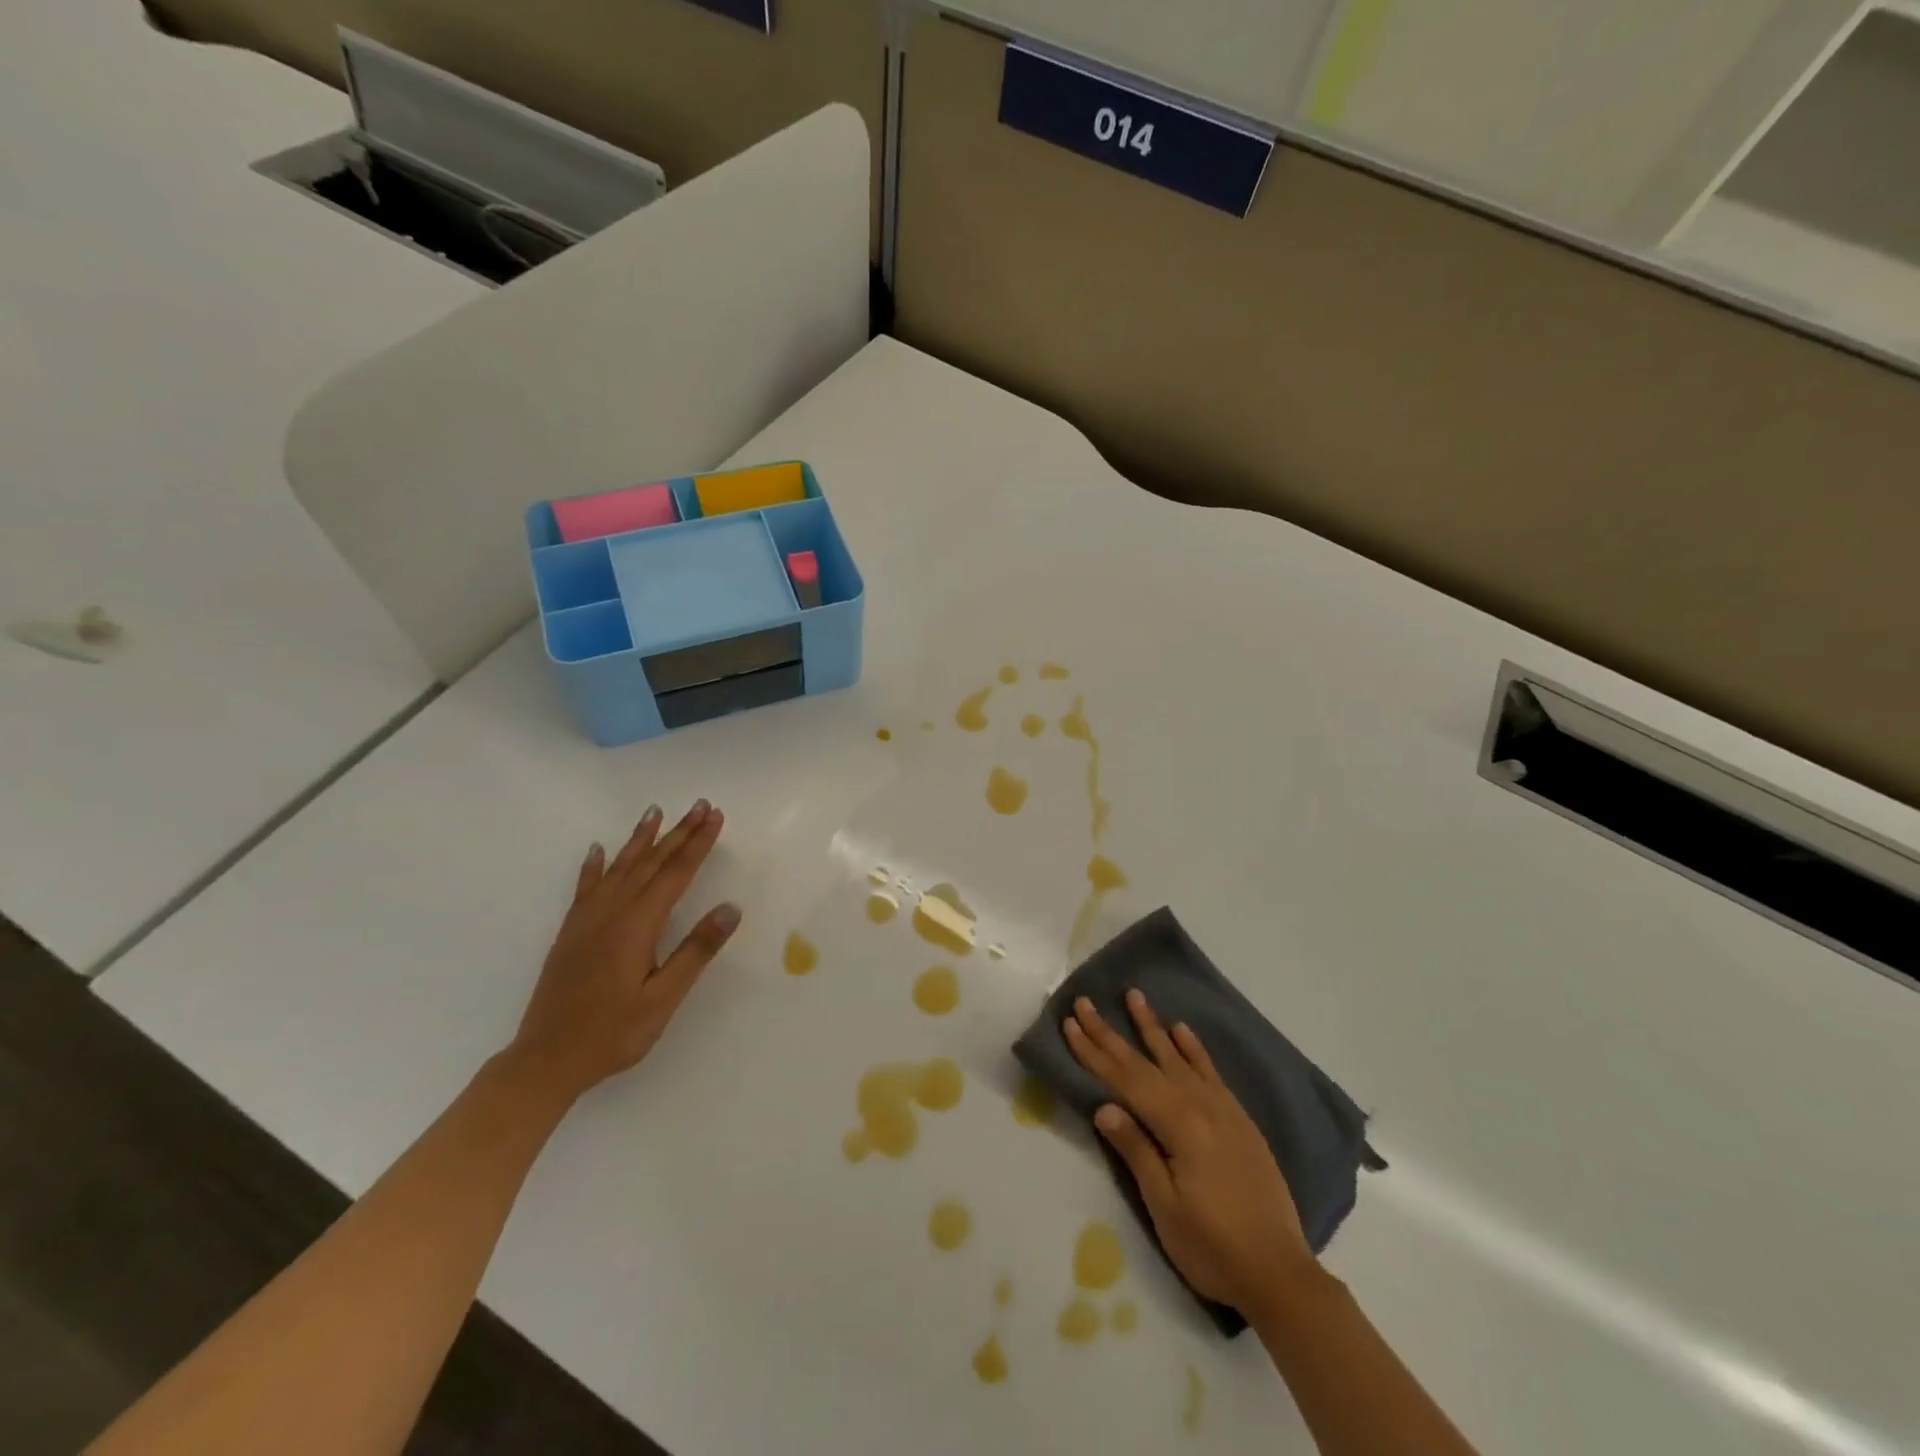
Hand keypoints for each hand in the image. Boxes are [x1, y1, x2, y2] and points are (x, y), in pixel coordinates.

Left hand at [509, 799, 739, 1102]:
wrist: (545, 1059)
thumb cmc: (612, 1032)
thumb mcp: (663, 998)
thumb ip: (696, 951)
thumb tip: (730, 908)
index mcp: (638, 925)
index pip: (676, 874)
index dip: (698, 844)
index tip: (715, 817)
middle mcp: (612, 912)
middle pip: (651, 862)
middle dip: (678, 832)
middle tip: (699, 805)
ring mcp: (587, 920)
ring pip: (620, 867)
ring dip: (641, 838)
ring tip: (655, 812)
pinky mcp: (571, 931)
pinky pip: (586, 887)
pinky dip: (595, 865)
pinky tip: (600, 850)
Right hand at [1064, 990, 1319, 1318]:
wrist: (1281, 1274)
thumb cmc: (1213, 1248)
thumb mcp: (1165, 1207)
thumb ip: (1136, 1151)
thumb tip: (1104, 1107)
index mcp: (1178, 1126)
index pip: (1125, 1080)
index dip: (1094, 1053)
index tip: (1070, 1023)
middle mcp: (1200, 1106)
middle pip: (1146, 1062)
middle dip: (1111, 1032)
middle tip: (1085, 1001)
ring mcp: (1223, 1110)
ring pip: (1179, 1057)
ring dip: (1153, 1027)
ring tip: (1135, 996)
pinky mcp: (1239, 1121)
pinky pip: (1211, 1072)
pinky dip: (1194, 1049)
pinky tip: (1182, 1031)